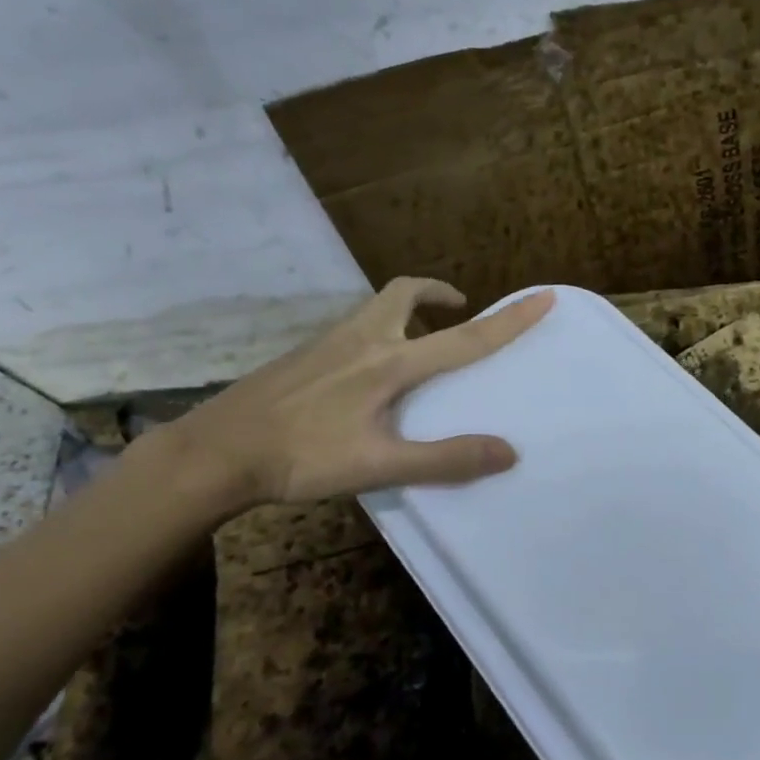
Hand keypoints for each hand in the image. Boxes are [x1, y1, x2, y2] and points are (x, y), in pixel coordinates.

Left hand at [153, 278, 552, 513]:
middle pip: (405, 293)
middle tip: (459, 308)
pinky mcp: (304, 356)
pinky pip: (355, 328)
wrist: (216, 451)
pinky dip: (380, 331)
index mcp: (389, 363)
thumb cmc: (302, 458)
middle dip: (439, 294)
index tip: (543, 296)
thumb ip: (445, 459)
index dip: (508, 320)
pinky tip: (369, 373)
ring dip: (409, 311)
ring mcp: (327, 344)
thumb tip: (509, 452)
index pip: (464, 338)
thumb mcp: (379, 466)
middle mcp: (361, 340)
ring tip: (422, 342)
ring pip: (377, 308)